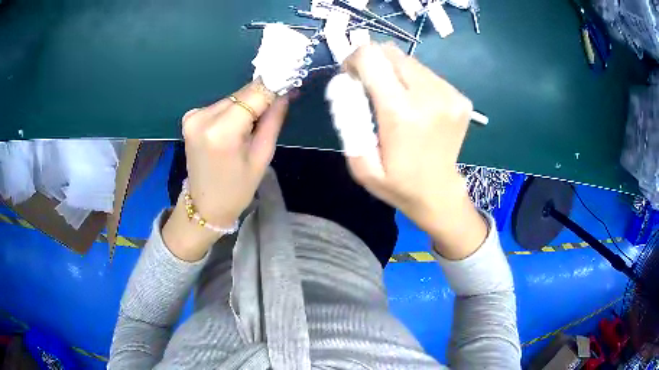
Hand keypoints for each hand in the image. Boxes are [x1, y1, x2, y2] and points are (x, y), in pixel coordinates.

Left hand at [163, 80, 288, 260]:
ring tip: (253, 125)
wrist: (204, 206)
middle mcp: (203, 117)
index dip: (274, 85)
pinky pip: (221, 105)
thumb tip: (285, 92)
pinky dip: (233, 111)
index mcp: (222, 131)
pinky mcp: (190, 117)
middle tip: (277, 105)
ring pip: (232, 98)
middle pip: (242, 94)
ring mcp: (193, 116)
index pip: (254, 94)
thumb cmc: (237, 188)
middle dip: (261, 98)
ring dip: (246, 105)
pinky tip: (236, 127)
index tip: (290, 81)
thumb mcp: (262, 156)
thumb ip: (273, 119)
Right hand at [343, 43, 486, 259]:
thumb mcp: (360, 165)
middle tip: (371, 87)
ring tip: (395, 99)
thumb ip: (348, 121)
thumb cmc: (397, 183)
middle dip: (374, 63)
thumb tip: (346, 85)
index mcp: (400, 113)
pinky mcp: (460, 98)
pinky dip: (414, 82)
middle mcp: (429, 96)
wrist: (439, 194)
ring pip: (410, 61)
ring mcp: (449, 95)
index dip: (354, 59)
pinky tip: (416, 105)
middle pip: (391, 53)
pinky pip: (428, 74)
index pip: (371, 57)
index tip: (351, 76)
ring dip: (395, 72)